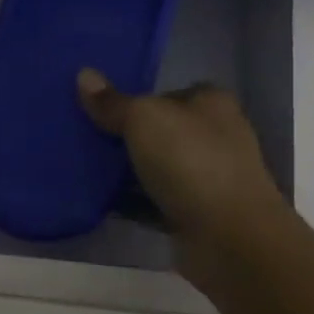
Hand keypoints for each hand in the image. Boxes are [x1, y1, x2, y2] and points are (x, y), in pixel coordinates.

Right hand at [77, 68, 288, 249]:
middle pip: (161, 130)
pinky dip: (133, 202)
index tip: (100, 106)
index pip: (169, 92)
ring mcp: (208, 178)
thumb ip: (113, 102)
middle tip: (85, 135)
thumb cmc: (191, 161)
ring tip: (83, 165)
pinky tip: (100, 199)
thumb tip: (84, 74)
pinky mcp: (196, 214)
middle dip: (127, 134)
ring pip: (157, 166)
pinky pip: (155, 201)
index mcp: (211, 104)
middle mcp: (214, 137)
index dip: (137, 97)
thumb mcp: (144, 119)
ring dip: (127, 170)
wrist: (229, 238)